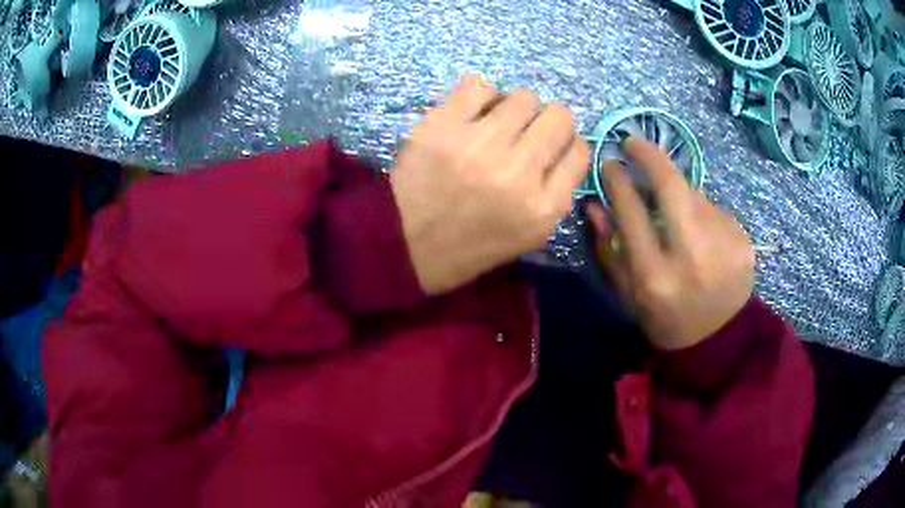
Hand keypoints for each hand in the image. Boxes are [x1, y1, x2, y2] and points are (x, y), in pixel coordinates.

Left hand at [390, 76, 588, 294]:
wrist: (405, 246)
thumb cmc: (469, 247)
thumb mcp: (529, 236)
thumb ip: (554, 193)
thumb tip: (563, 147)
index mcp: (545, 207)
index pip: (579, 151)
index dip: (567, 144)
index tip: (552, 146)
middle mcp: (520, 172)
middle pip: (559, 117)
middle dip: (547, 122)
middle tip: (525, 133)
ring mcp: (480, 145)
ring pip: (524, 97)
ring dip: (515, 109)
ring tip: (496, 124)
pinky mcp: (443, 126)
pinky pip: (479, 86)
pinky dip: (481, 96)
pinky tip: (472, 113)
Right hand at [586, 138, 754, 350]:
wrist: (717, 340)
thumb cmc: (666, 319)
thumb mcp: (629, 295)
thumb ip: (609, 249)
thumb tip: (594, 204)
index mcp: (655, 278)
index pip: (632, 213)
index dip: (618, 182)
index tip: (610, 163)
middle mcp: (692, 258)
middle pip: (672, 188)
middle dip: (650, 157)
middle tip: (633, 143)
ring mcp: (724, 247)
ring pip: (695, 196)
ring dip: (678, 192)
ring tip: (674, 210)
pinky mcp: (744, 243)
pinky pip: (715, 211)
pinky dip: (702, 213)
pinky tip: (702, 234)